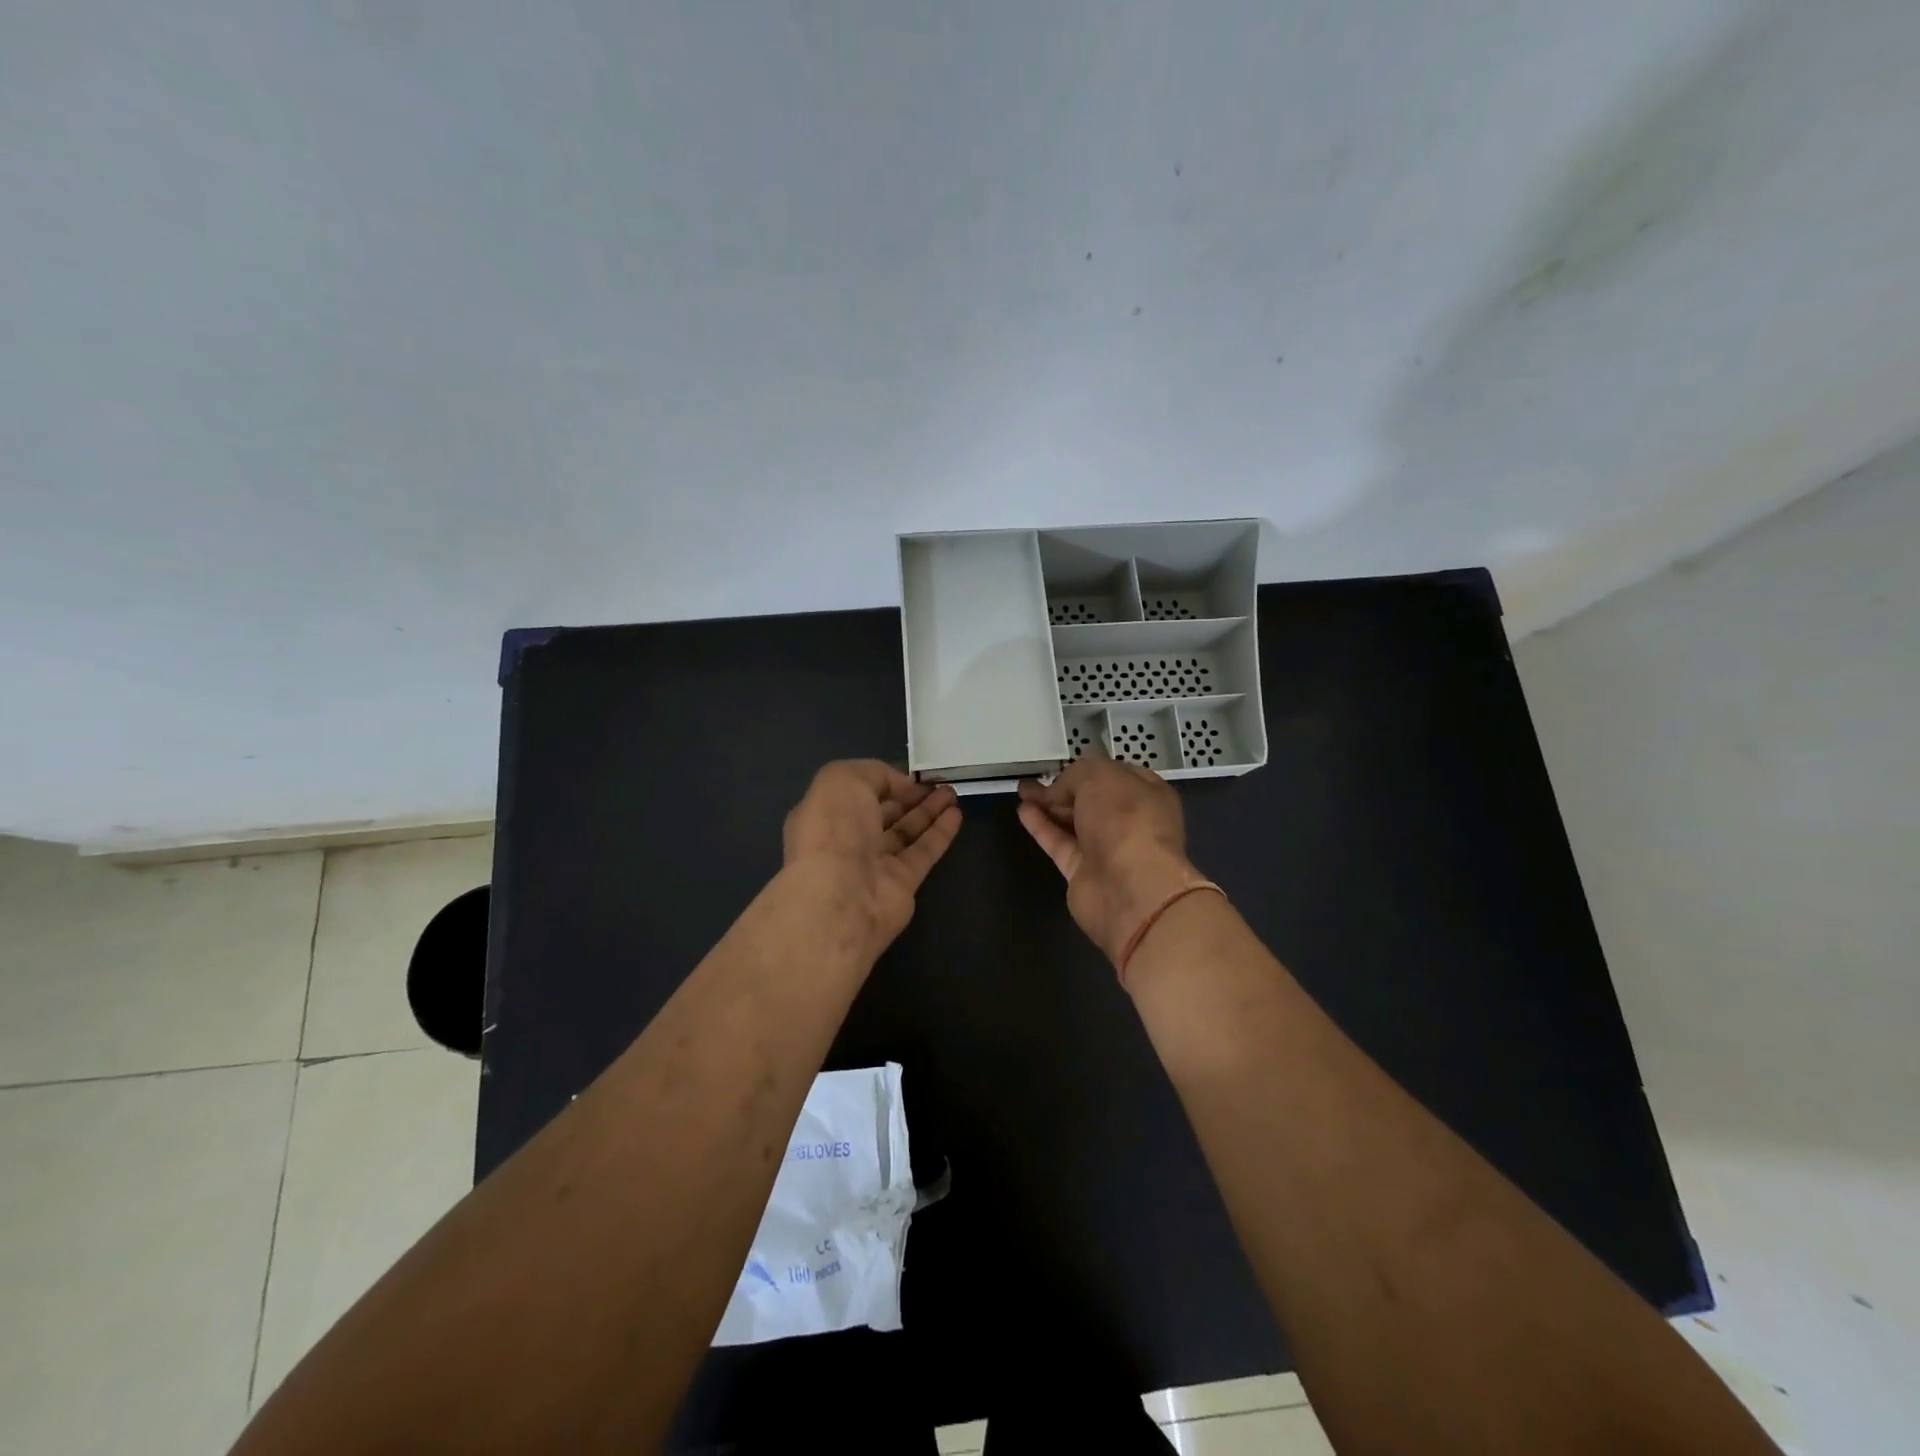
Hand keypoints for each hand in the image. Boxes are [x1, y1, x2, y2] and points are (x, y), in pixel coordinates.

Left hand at [782, 761, 961, 962]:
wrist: (842, 897)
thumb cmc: (834, 830)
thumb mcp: (843, 779)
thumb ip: (874, 774)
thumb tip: (902, 787)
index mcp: (823, 815)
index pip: (855, 793)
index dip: (882, 781)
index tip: (908, 772)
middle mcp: (845, 841)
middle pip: (882, 814)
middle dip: (908, 796)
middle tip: (937, 781)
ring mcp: (873, 865)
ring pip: (905, 832)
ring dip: (928, 811)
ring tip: (952, 792)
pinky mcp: (901, 885)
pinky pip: (922, 853)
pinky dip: (940, 833)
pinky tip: (956, 814)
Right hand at [1017, 752, 1210, 967]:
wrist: (1131, 890)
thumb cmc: (1126, 821)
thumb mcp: (1100, 777)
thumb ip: (1076, 774)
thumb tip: (1059, 790)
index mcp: (1148, 794)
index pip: (1116, 774)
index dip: (1089, 769)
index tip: (1063, 765)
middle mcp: (1131, 821)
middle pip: (1092, 800)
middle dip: (1064, 788)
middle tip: (1036, 779)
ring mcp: (1108, 849)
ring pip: (1074, 822)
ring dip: (1049, 806)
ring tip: (1022, 791)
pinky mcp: (1084, 872)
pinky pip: (1060, 843)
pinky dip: (1042, 827)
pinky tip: (1024, 811)